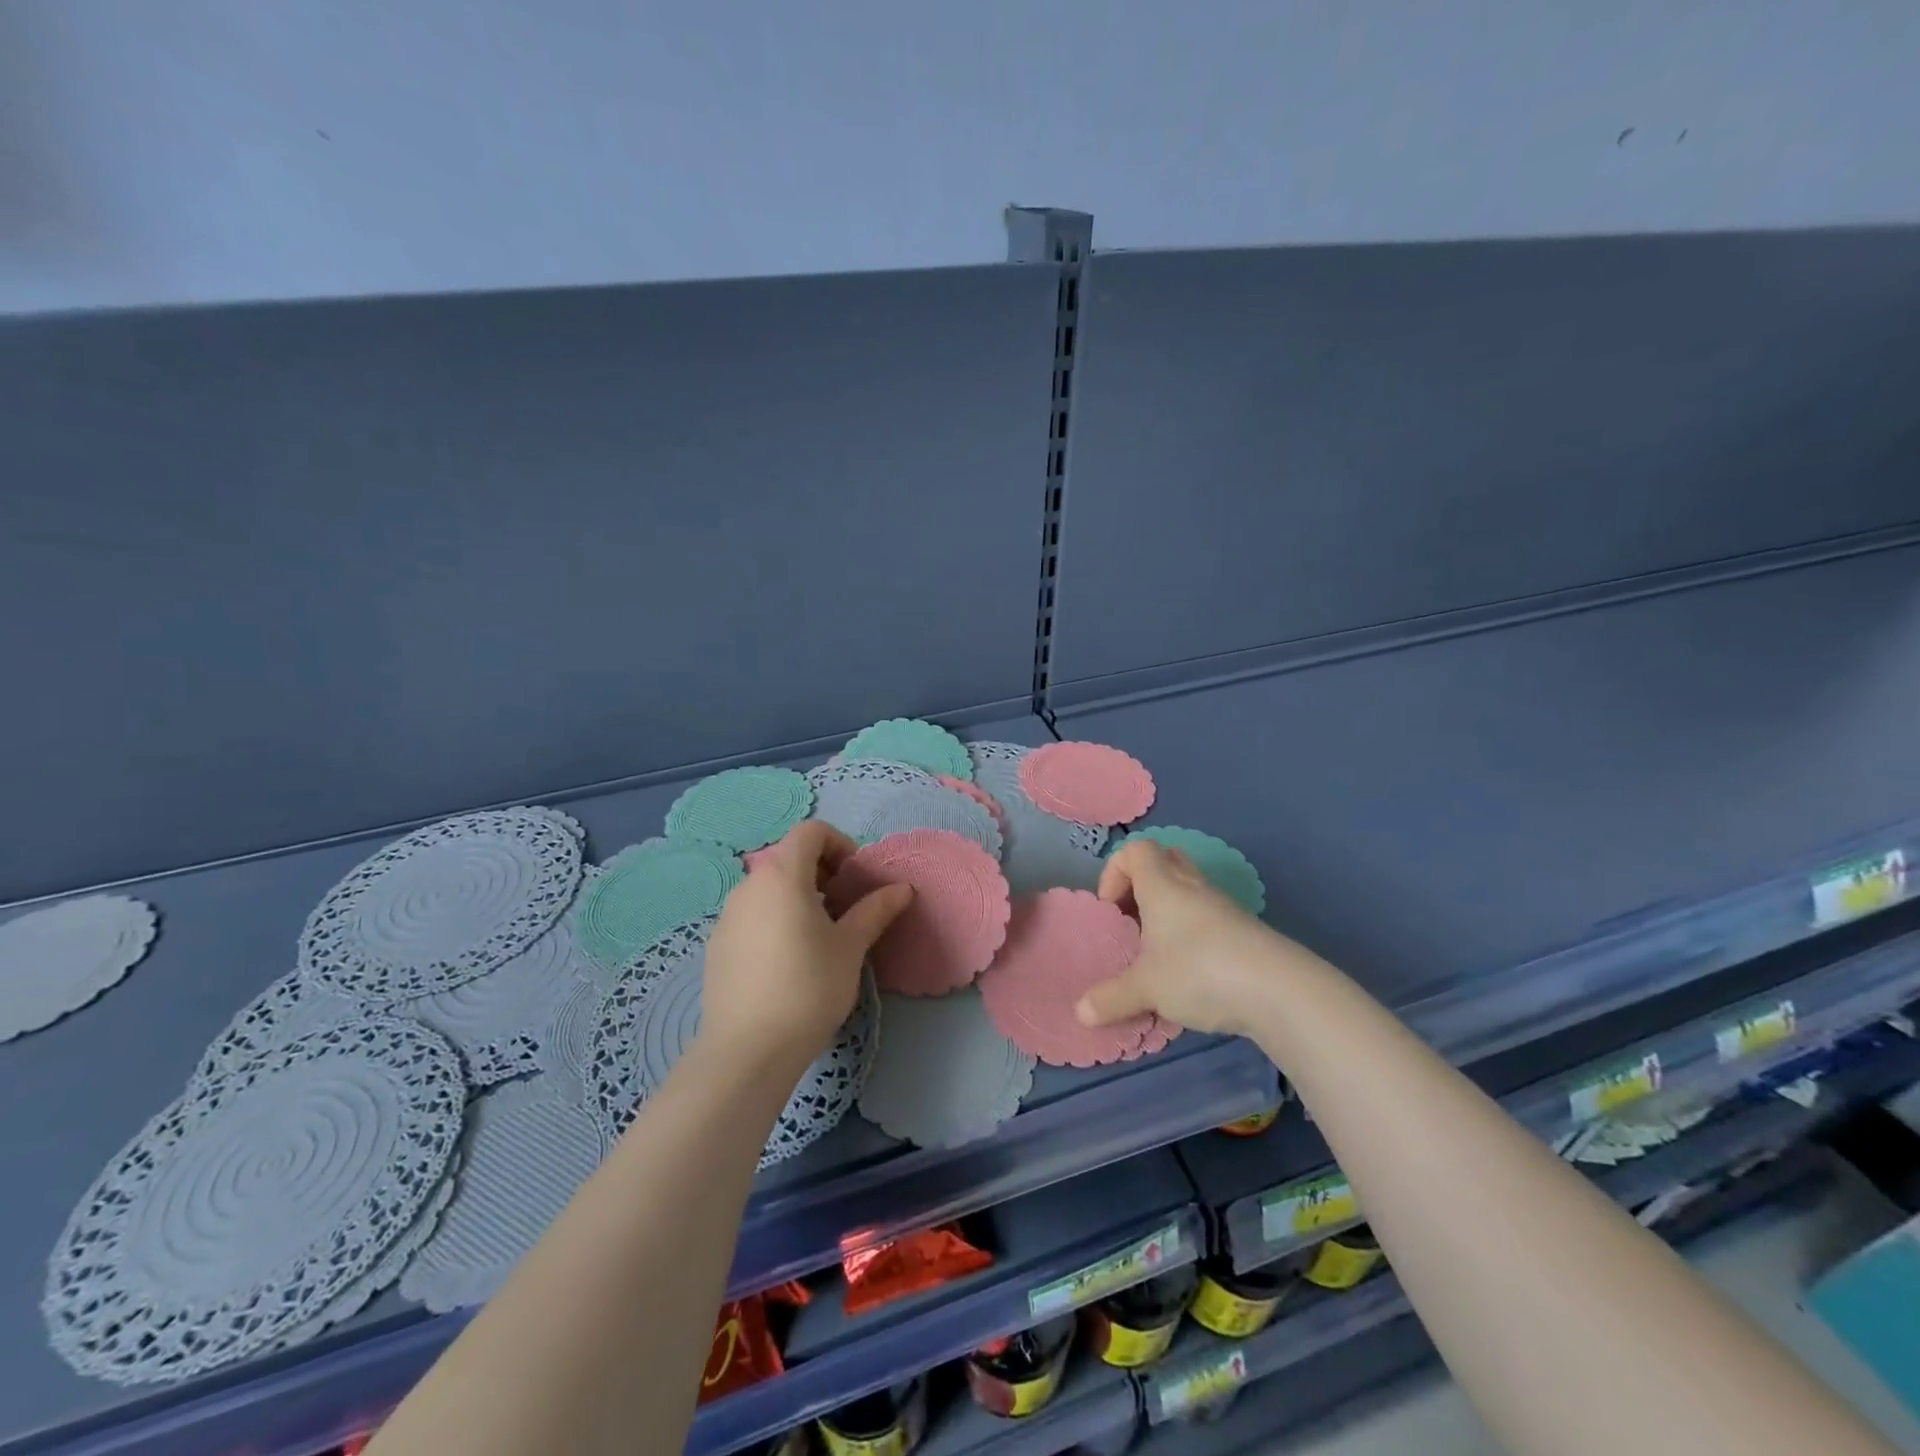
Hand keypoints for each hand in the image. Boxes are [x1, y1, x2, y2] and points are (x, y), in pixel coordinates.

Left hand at [699, 822, 912, 1072]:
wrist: (748, 1050)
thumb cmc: (809, 987)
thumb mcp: (850, 947)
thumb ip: (875, 910)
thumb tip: (903, 889)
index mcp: (782, 875)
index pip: (810, 832)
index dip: (839, 843)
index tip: (856, 877)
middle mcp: (749, 886)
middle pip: (787, 858)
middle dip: (821, 872)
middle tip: (844, 907)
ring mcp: (727, 916)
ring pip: (768, 888)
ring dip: (797, 896)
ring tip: (818, 936)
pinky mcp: (716, 945)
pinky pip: (751, 915)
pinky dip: (774, 919)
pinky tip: (787, 961)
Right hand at [1075, 838, 1283, 1037]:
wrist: (1279, 989)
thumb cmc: (1198, 970)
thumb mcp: (1146, 988)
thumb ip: (1111, 997)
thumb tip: (1080, 1013)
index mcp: (1162, 885)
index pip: (1135, 850)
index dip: (1115, 872)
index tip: (1112, 910)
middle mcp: (1192, 886)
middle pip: (1166, 861)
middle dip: (1143, 888)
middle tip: (1134, 922)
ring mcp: (1224, 907)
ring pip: (1190, 891)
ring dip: (1170, 912)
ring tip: (1159, 952)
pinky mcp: (1246, 931)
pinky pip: (1210, 918)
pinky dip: (1194, 934)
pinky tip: (1192, 972)